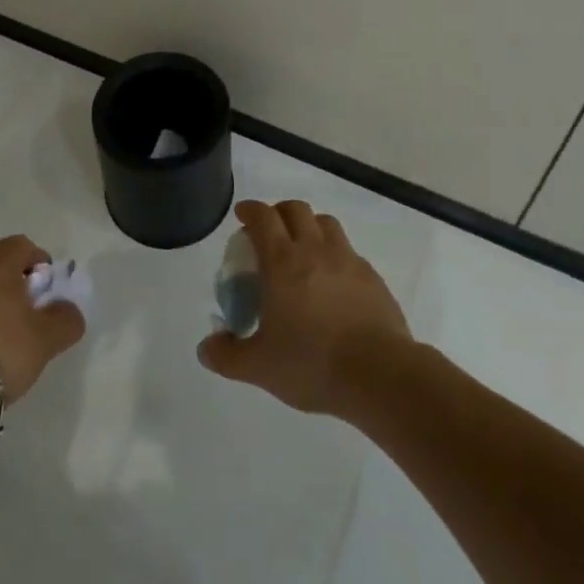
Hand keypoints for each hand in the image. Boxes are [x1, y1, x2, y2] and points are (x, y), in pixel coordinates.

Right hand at [197, 200, 411, 419]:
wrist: (378, 374)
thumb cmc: (312, 363)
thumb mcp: (259, 367)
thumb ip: (228, 355)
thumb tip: (205, 348)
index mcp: (282, 261)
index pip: (263, 217)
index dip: (250, 210)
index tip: (242, 215)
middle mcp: (314, 249)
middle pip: (296, 209)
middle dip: (279, 212)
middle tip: (269, 231)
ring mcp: (347, 259)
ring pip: (325, 222)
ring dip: (310, 226)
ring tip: (302, 248)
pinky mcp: (371, 276)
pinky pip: (349, 251)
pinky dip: (335, 254)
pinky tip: (333, 281)